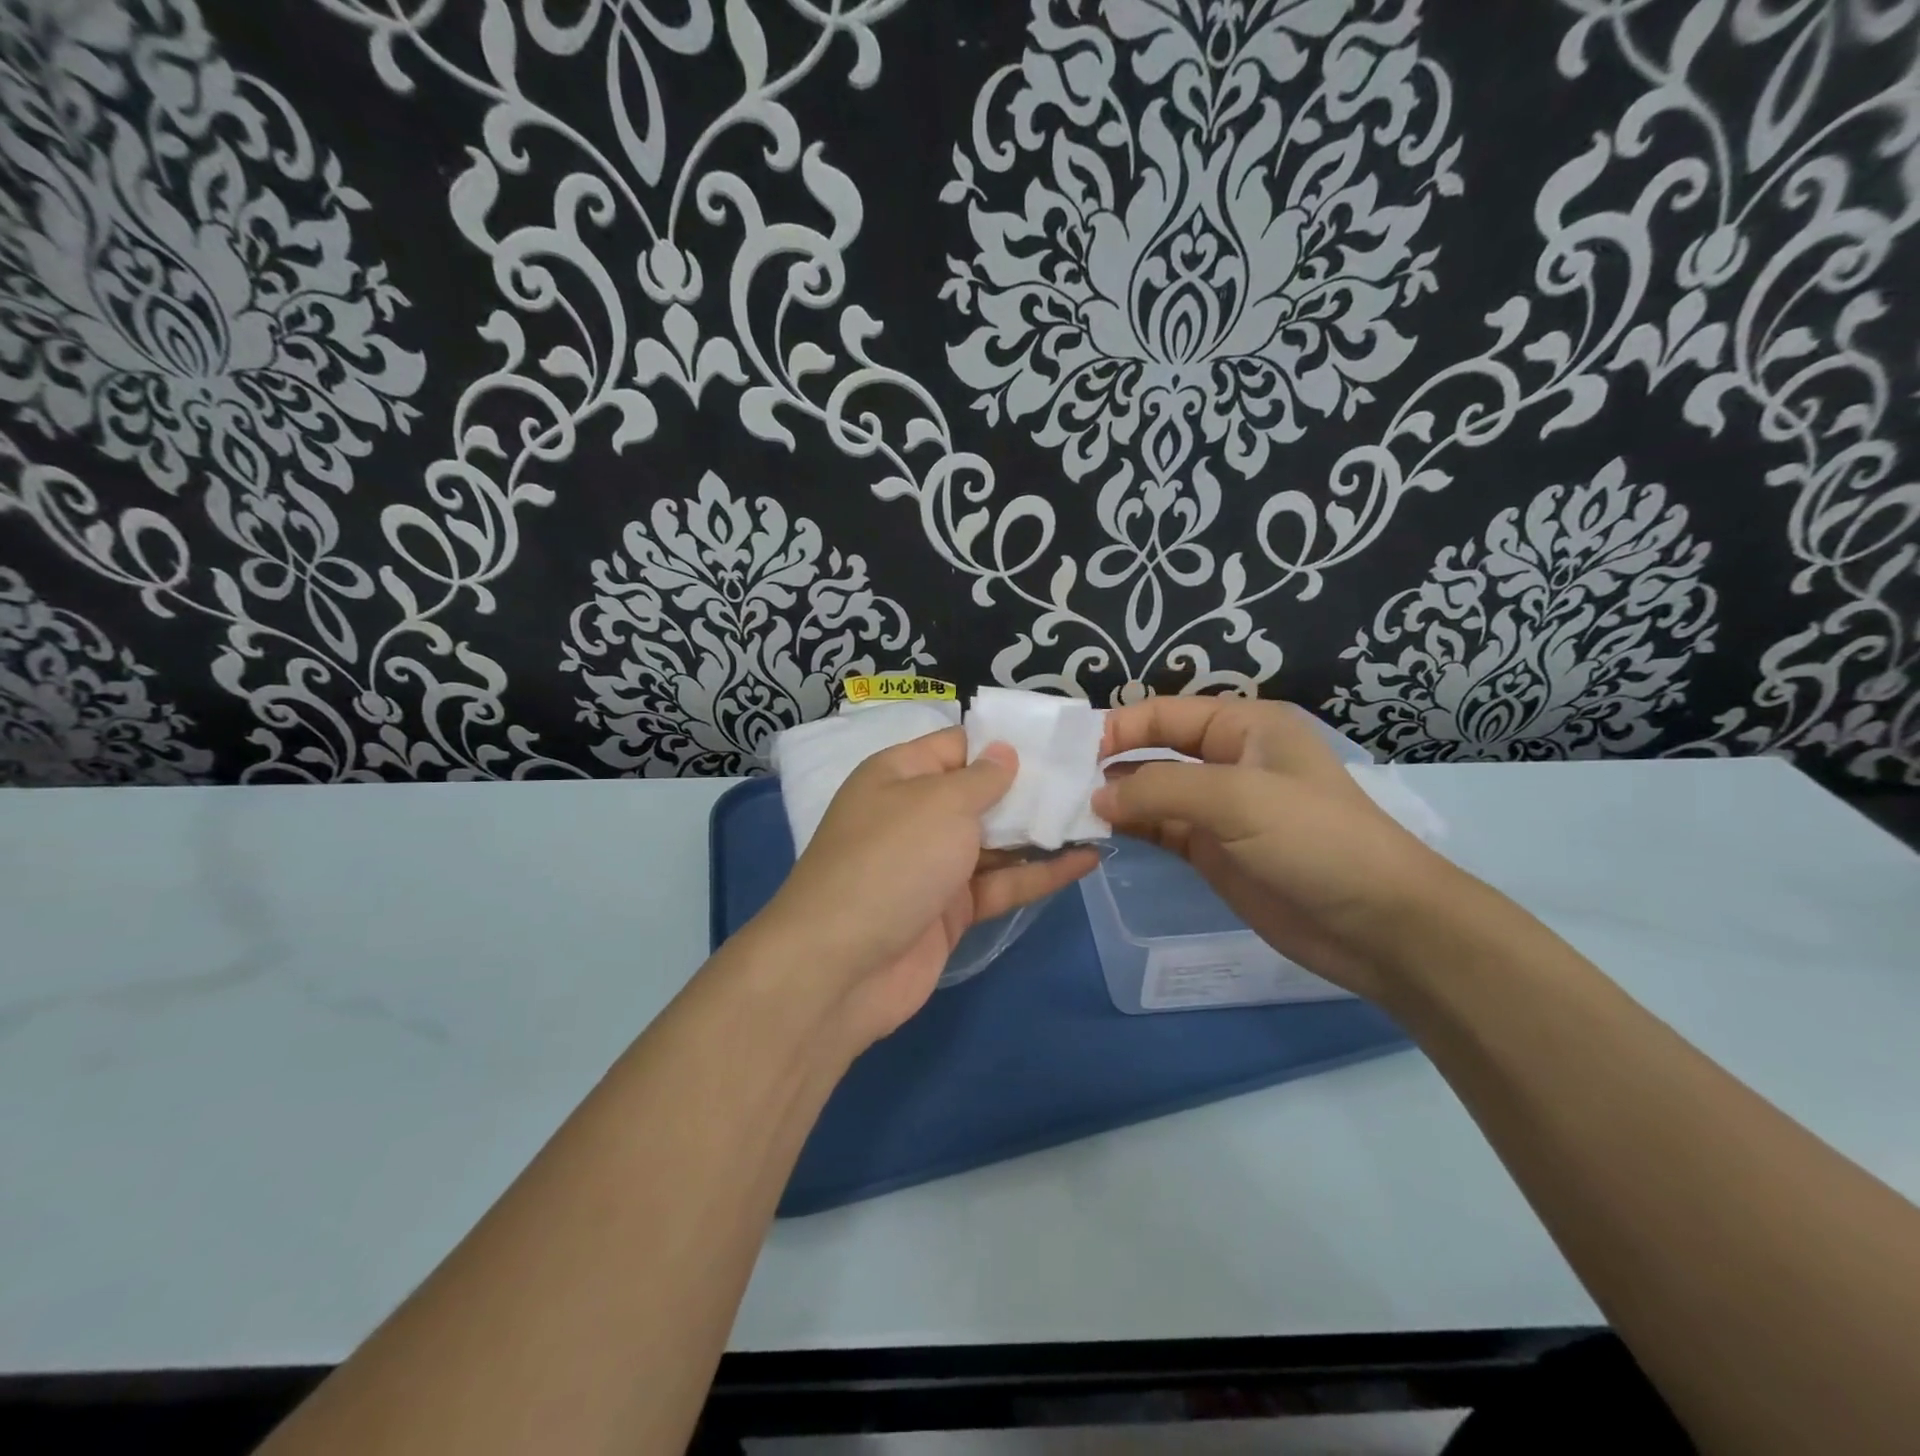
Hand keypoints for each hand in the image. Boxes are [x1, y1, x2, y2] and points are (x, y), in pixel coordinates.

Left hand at [755, 727, 1098, 1046]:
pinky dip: (1039, 874)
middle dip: (1031, 787)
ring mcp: (933, 865)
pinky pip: (1000, 884)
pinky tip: (1086, 861)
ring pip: (995, 842)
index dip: (1005, 742)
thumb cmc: (891, 861)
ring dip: (1041, 831)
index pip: (958, 746)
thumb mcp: (939, 804)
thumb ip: (982, 779)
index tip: (1058, 740)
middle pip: (981, 794)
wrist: (841, 967)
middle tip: (1092, 778)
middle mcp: (915, 815)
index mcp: (899, 775)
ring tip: (1099, 816)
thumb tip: (1005, 752)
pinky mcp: (950, 911)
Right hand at [1093, 698, 1469, 1000]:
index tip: (1071, 753)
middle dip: (1110, 763)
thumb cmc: (1314, 840)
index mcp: (1243, 727)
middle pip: (1153, 750)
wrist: (1377, 925)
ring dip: (1114, 798)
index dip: (1118, 727)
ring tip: (1065, 809)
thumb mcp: (1237, 799)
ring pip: (1151, 793)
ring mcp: (1218, 809)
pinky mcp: (1211, 851)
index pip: (1164, 714)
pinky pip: (1159, 829)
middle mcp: (1226, 760)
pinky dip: (1129, 828)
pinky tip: (1097, 832)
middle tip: (1057, 783)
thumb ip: (1160, 791)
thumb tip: (1096, 796)